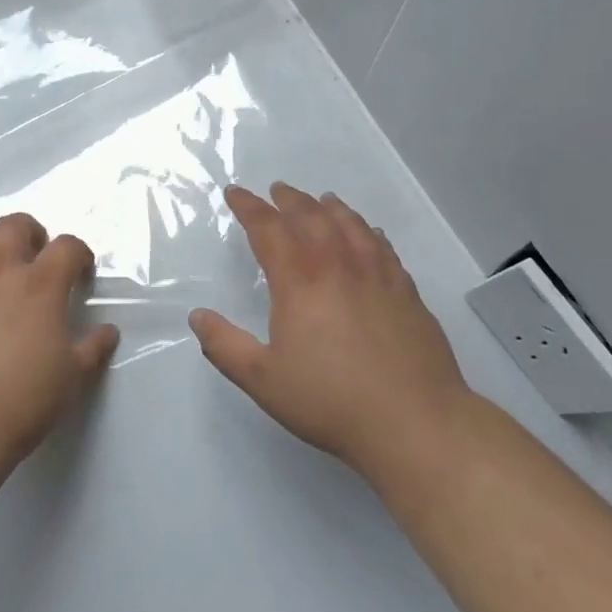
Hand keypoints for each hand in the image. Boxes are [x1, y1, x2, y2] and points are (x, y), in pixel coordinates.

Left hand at [0, 214, 119, 477]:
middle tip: (34, 261)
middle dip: (32, 235)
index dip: (79, 255)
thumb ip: (92, 349)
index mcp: (39, 285)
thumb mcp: (71, 380)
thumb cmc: (18, 405)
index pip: (68, 246)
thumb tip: (108, 331)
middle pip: (16, 225)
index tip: (80, 273)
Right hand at [190, 183, 472, 478]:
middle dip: (289, 199)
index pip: (268, 228)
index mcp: (299, 279)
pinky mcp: (406, 290)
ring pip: (350, 224)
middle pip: (311, 216)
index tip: (235, 193)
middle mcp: (338, 264)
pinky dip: (366, 230)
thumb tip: (197, 316)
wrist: (414, 421)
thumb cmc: (330, 400)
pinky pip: (382, 245)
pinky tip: (367, 232)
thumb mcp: (263, 379)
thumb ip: (225, 345)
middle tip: (276, 190)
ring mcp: (377, 273)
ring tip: (320, 200)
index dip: (248, 207)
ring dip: (329, 207)